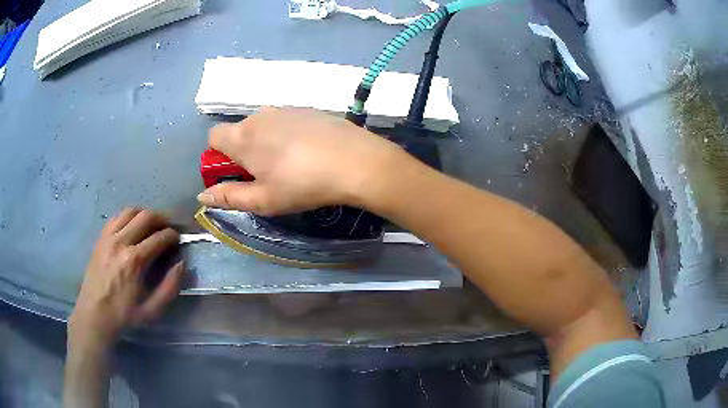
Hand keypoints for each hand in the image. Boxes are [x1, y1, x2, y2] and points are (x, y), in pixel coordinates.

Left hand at [68, 208, 183, 348]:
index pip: (159, 237)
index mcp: (135, 260)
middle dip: (162, 219)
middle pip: (146, 216)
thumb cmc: (125, 314)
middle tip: (167, 228)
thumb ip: (170, 287)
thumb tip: (181, 263)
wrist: (95, 313)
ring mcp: (109, 237)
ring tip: (151, 225)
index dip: (172, 235)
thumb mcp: (153, 309)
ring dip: (145, 214)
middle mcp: (121, 242)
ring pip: (131, 211)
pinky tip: (132, 227)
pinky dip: (128, 217)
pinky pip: (117, 217)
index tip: (178, 239)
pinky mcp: (101, 237)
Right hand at [196, 107, 406, 215]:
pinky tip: (308, 151)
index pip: (213, 137)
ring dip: (265, 142)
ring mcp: (286, 109)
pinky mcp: (308, 109)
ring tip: (290, 164)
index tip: (234, 173)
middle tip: (265, 174)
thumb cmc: (302, 184)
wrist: (355, 161)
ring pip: (263, 125)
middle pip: (239, 130)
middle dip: (243, 150)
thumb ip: (228, 197)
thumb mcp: (263, 200)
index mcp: (243, 136)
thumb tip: (202, 195)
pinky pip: (286, 121)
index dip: (218, 156)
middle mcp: (260, 115)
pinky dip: (287, 134)